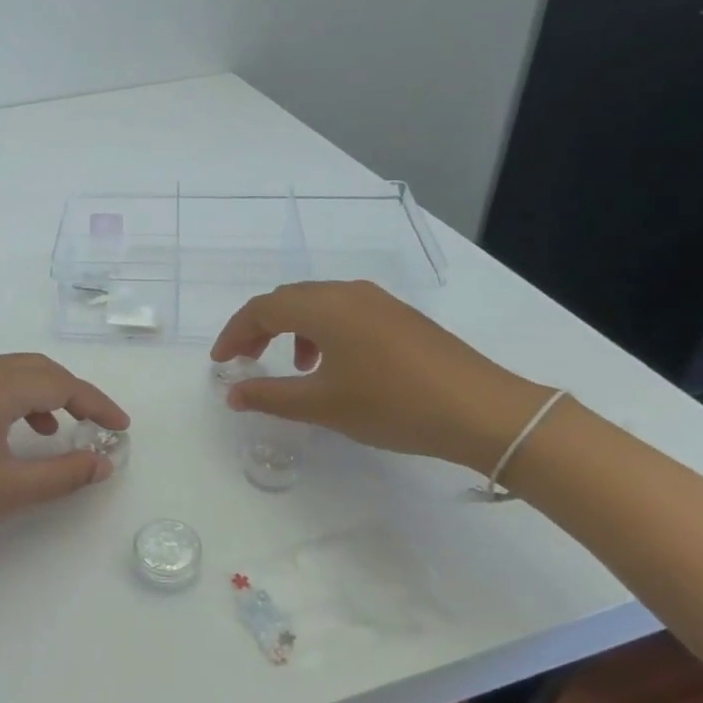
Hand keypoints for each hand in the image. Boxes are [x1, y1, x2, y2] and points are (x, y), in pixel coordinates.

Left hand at [0, 353, 129, 572]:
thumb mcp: (7, 491)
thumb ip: (62, 474)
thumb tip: (104, 462)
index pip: (60, 383)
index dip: (96, 404)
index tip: (122, 428)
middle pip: (38, 370)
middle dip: (74, 394)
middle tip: (99, 425)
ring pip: (12, 374)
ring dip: (44, 395)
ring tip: (61, 431)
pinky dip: (15, 401)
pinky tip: (17, 434)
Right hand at [210, 281, 552, 471]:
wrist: (481, 410)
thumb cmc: (393, 404)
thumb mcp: (324, 405)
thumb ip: (270, 396)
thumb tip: (233, 393)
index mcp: (324, 307)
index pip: (262, 308)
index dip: (234, 333)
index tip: (221, 363)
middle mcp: (348, 292)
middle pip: (288, 299)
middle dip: (260, 328)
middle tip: (246, 360)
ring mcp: (378, 301)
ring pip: (318, 304)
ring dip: (293, 329)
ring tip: (294, 368)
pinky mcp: (400, 315)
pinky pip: (344, 312)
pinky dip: (323, 332)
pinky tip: (335, 366)